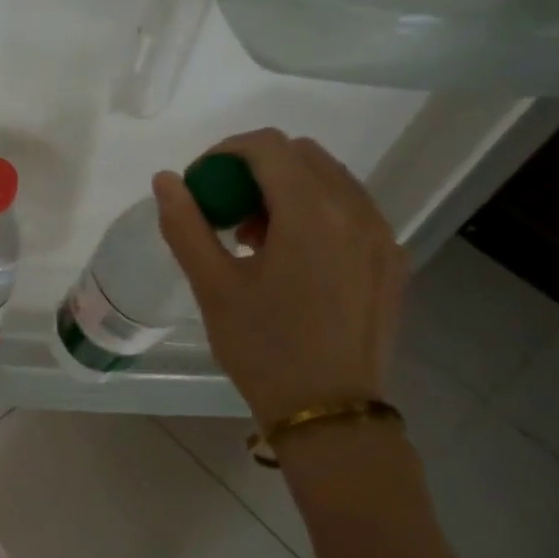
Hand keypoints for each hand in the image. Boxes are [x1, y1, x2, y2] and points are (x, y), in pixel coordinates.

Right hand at [153, 129, 405, 427]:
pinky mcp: (392, 260)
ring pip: (330, 181)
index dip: (225, 152)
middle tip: (226, 214)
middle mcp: (356, 211)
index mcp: (311, 213)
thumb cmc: (262, 348)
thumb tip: (166, 180)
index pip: (267, 146)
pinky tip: (293, 261)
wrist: (328, 410)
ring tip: (257, 240)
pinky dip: (317, 215)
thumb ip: (186, 226)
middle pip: (301, 156)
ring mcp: (382, 235)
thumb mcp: (213, 287)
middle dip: (256, 171)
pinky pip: (352, 212)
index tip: (201, 185)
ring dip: (287, 191)